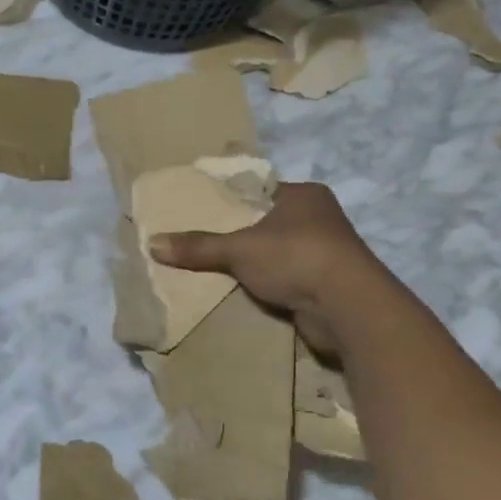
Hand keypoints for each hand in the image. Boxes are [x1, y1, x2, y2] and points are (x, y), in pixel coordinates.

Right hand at [149, 182, 382, 344]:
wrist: (348, 308)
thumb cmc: (296, 258)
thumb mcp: (238, 248)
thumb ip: (198, 246)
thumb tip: (152, 243)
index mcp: (304, 195)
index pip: (260, 191)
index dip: (232, 200)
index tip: (203, 211)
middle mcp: (320, 218)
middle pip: (268, 223)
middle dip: (240, 235)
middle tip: (202, 242)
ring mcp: (327, 253)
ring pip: (278, 253)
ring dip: (256, 263)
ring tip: (217, 269)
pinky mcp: (327, 284)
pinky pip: (287, 279)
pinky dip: (268, 285)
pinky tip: (244, 291)